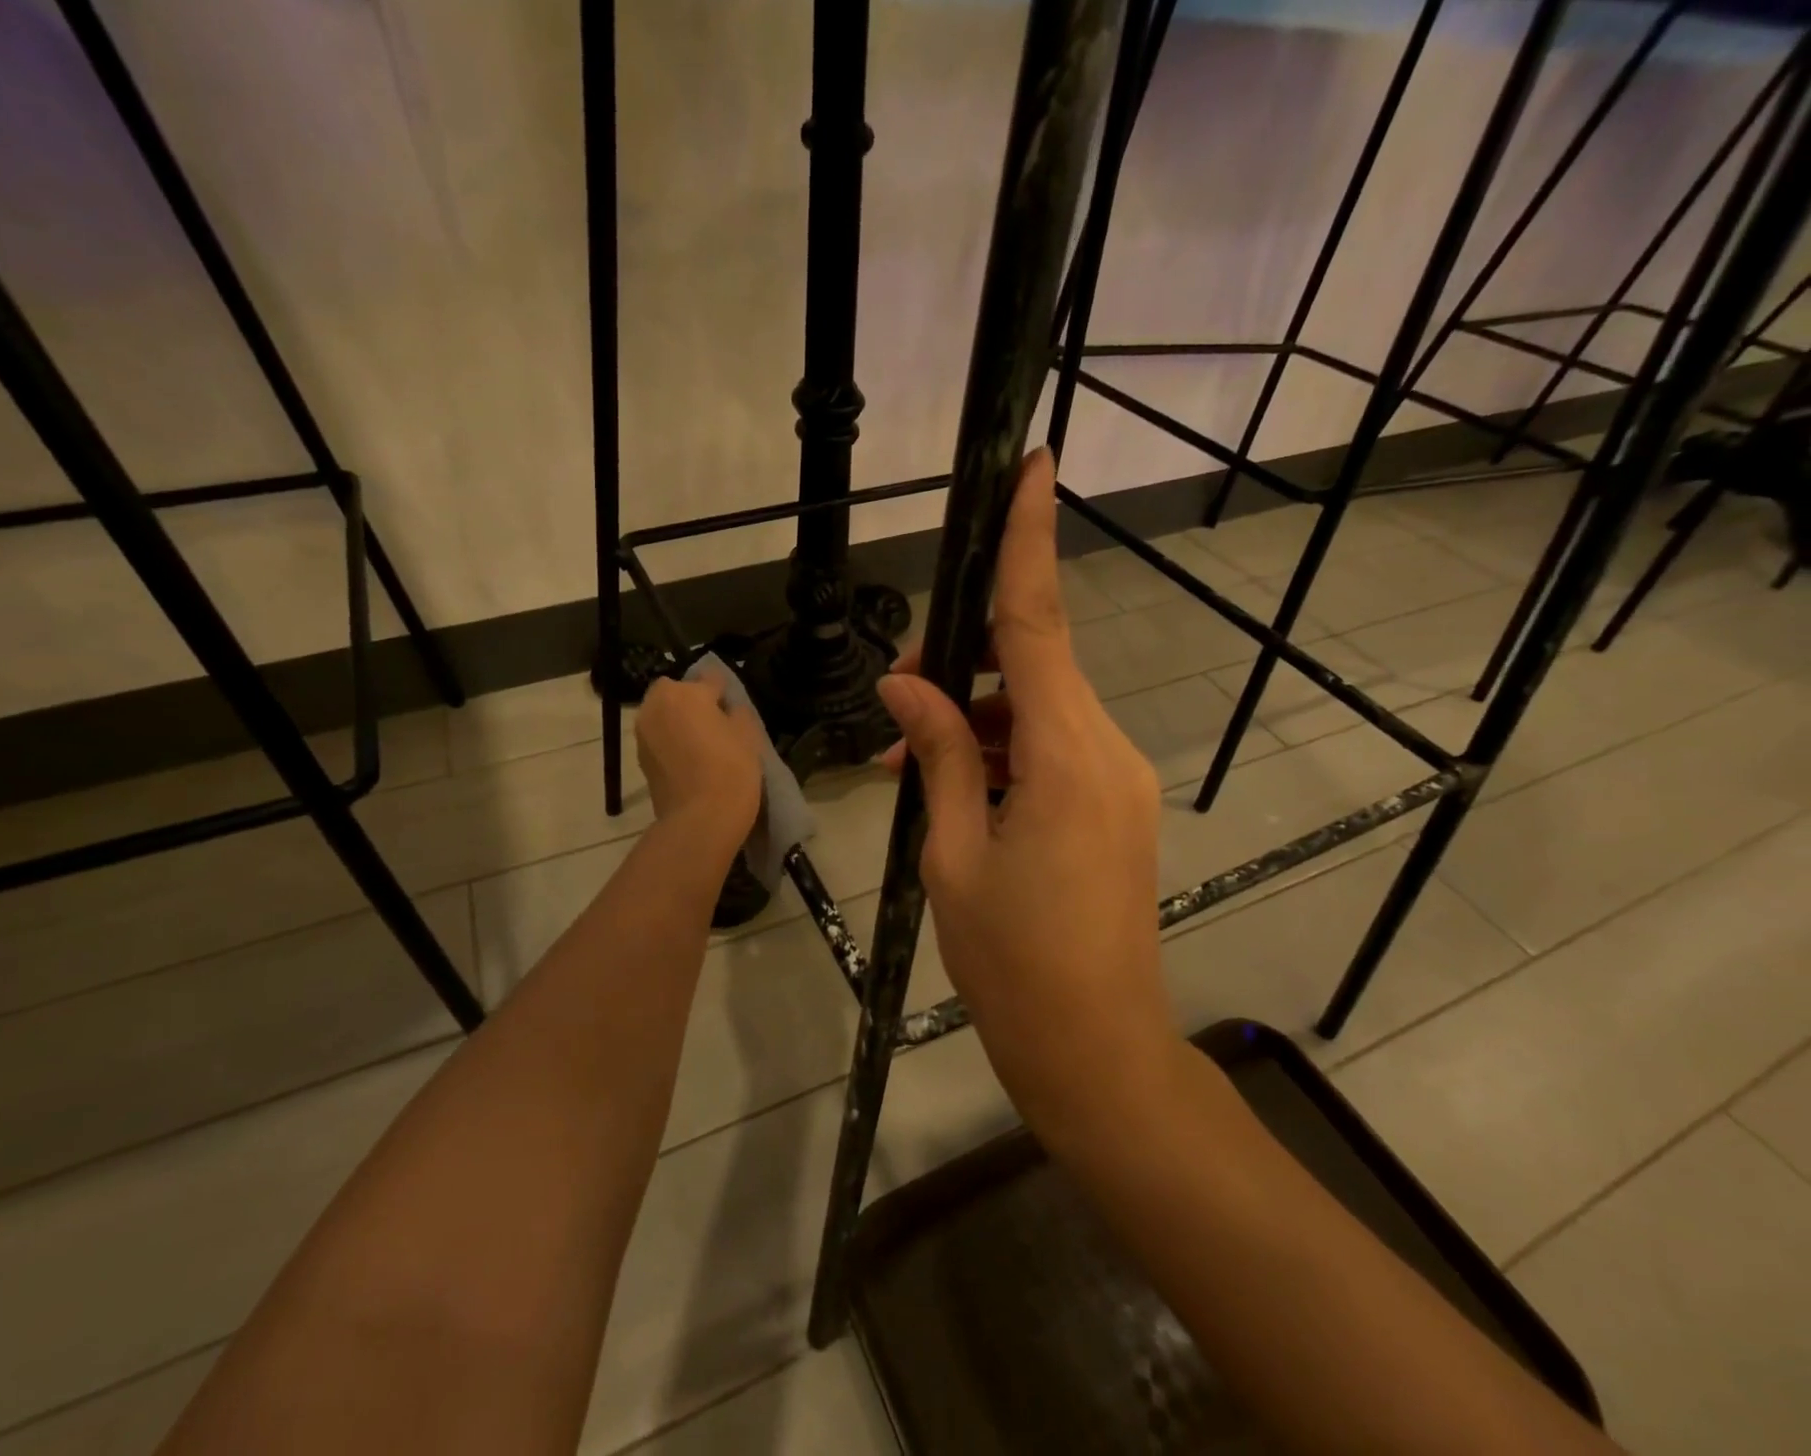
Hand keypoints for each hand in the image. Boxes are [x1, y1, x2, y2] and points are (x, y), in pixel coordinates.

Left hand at [636, 677, 761, 851]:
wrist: (700, 820)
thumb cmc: (731, 770)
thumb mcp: (748, 735)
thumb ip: (738, 712)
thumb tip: (728, 709)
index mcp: (685, 693)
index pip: (710, 678)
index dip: (724, 691)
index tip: (733, 706)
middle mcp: (657, 706)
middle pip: (676, 692)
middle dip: (691, 700)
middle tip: (714, 722)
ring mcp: (644, 733)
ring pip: (663, 714)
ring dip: (678, 720)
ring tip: (701, 742)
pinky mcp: (640, 759)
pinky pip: (658, 737)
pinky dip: (670, 741)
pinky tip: (690, 759)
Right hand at [875, 449, 1176, 1144]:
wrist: (1097, 1050)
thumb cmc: (1013, 962)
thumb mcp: (954, 853)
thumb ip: (938, 755)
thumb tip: (906, 685)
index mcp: (1067, 755)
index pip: (1039, 625)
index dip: (1031, 541)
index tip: (1036, 467)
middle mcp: (1105, 749)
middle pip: (1032, 664)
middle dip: (963, 661)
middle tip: (899, 695)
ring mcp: (1117, 778)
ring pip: (1037, 709)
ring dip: (972, 720)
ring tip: (905, 763)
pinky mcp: (1113, 804)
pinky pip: (1051, 749)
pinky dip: (999, 752)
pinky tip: (949, 787)